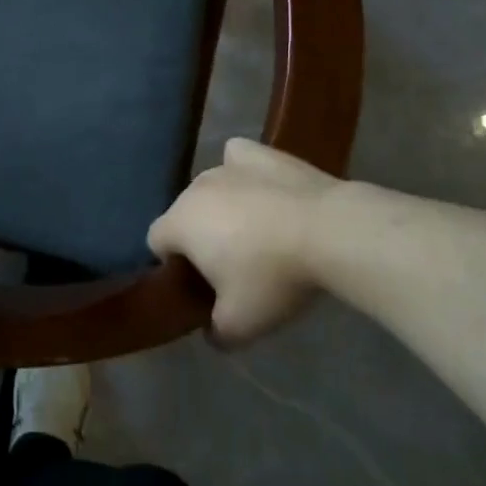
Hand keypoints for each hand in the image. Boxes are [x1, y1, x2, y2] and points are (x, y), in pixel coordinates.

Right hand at [148, 137, 346, 346]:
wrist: (328, 231)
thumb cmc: (273, 277)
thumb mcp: (240, 325)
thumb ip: (216, 332)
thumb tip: (211, 331)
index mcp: (179, 223)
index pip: (156, 242)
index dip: (174, 265)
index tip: (203, 285)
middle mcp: (194, 188)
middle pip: (185, 214)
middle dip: (201, 237)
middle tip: (234, 267)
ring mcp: (226, 166)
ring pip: (212, 189)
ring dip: (223, 209)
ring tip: (260, 235)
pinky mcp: (259, 154)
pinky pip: (238, 160)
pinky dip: (243, 173)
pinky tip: (261, 190)